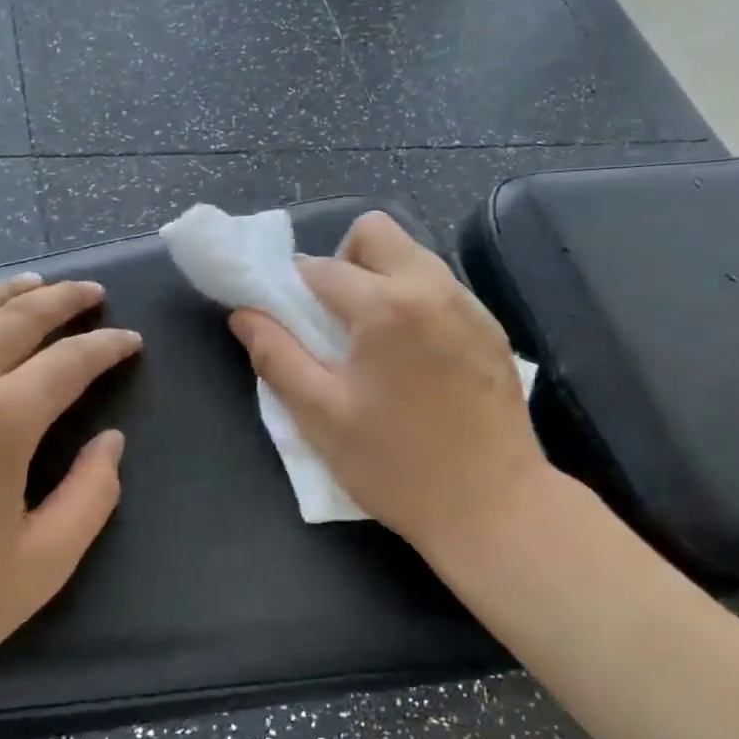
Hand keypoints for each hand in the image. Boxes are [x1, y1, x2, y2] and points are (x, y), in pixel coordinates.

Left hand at [0, 274, 140, 724]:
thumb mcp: (41, 567)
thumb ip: (91, 497)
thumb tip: (110, 443)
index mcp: (1, 423)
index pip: (69, 362)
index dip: (107, 345)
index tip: (131, 341)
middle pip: (14, 320)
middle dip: (61, 300)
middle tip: (90, 292)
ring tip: (29, 283)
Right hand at [229, 212, 551, 564]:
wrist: (494, 506)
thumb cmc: (398, 466)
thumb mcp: (321, 417)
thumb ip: (277, 356)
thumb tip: (244, 314)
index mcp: (386, 307)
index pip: (321, 268)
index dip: (293, 289)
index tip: (289, 321)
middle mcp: (432, 287)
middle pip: (375, 232)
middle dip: (343, 261)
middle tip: (335, 319)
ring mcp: (469, 305)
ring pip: (412, 255)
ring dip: (380, 278)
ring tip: (373, 340)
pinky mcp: (492, 327)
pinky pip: (441, 287)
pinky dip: (415, 300)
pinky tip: (414, 357)